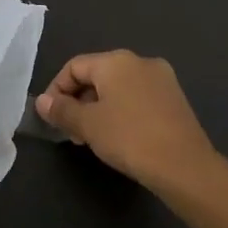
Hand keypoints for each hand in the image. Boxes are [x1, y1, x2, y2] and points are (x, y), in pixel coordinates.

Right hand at [36, 50, 218, 191]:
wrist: (185, 166)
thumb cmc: (129, 138)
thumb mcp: (88, 125)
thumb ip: (62, 110)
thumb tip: (42, 101)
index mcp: (116, 60)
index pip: (74, 66)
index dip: (57, 90)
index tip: (52, 117)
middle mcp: (140, 61)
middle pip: (97, 75)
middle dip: (79, 101)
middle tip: (72, 132)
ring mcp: (162, 79)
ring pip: (119, 87)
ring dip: (100, 108)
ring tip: (94, 138)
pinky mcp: (175, 98)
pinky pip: (138, 97)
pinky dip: (122, 111)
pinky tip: (121, 137)